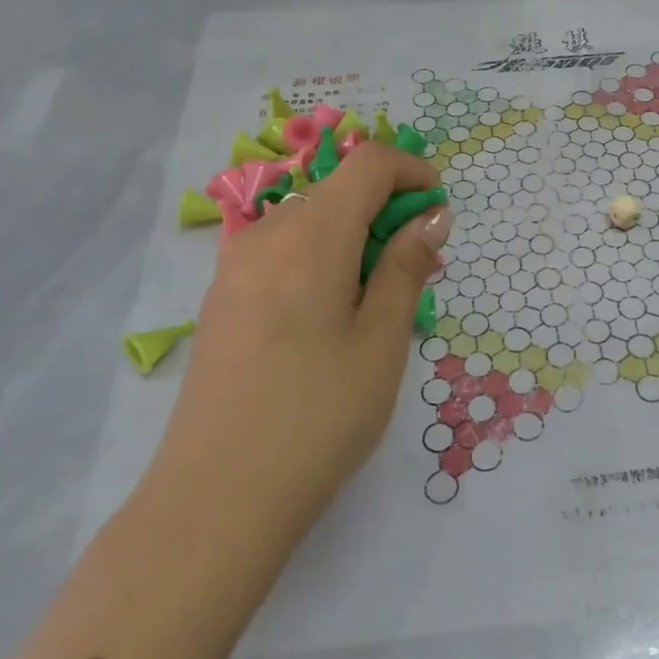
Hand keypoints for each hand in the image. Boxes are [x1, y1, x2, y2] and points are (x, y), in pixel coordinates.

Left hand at [161, 141, 449, 527]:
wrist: (218, 496)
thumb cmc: (319, 414)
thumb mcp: (382, 340)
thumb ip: (407, 268)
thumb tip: (431, 217)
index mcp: (311, 234)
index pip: (367, 162)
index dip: (412, 172)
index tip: (440, 213)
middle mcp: (266, 235)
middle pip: (337, 188)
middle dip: (387, 210)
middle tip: (419, 270)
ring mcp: (235, 267)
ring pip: (309, 221)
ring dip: (355, 237)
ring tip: (380, 301)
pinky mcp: (222, 300)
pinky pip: (282, 253)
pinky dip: (322, 259)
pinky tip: (332, 317)